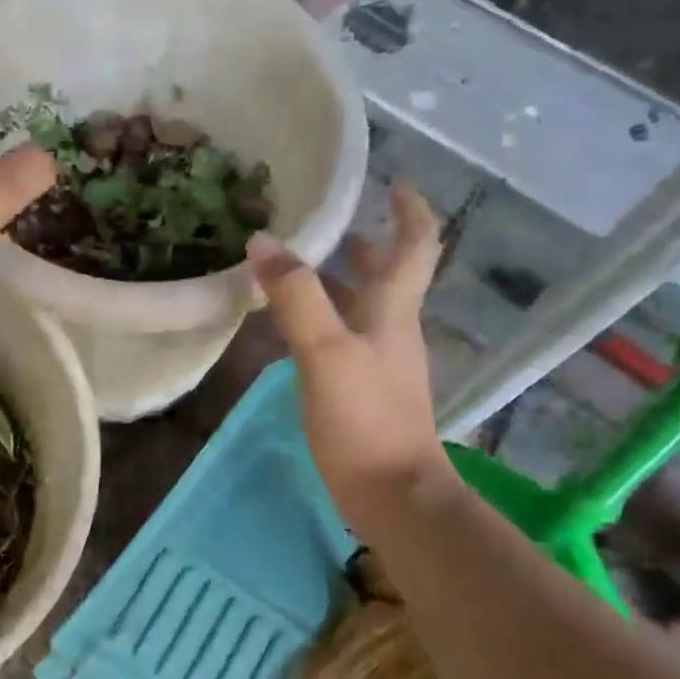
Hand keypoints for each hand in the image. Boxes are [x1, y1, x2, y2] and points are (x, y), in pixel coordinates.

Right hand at [247, 183, 458, 533]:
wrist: (393, 496)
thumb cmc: (365, 419)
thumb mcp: (325, 351)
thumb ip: (296, 296)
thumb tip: (264, 241)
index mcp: (393, 310)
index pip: (415, 247)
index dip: (411, 211)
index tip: (396, 183)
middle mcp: (393, 330)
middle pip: (390, 276)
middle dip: (367, 244)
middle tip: (331, 223)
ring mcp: (381, 364)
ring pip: (365, 309)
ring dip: (341, 282)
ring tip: (300, 268)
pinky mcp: (365, 393)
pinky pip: (346, 340)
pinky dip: (325, 321)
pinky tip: (294, 330)